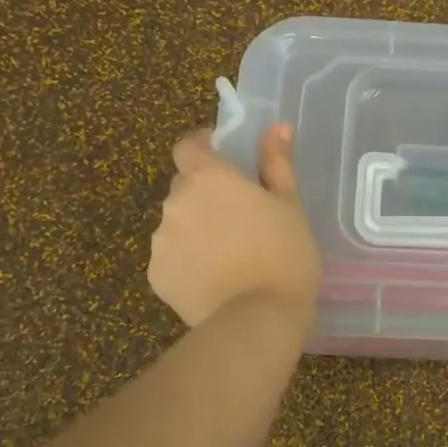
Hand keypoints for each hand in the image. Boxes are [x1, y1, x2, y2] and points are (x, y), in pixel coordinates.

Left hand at [150, 124, 322, 327]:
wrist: (258, 320)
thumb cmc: (284, 255)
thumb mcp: (290, 206)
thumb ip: (277, 163)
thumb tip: (278, 127)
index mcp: (208, 178)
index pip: (188, 145)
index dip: (202, 147)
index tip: (224, 159)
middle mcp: (176, 202)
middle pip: (184, 186)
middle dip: (205, 194)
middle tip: (239, 217)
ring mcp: (161, 241)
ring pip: (177, 224)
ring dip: (196, 230)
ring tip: (229, 256)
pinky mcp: (157, 276)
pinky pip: (172, 259)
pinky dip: (188, 262)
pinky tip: (216, 280)